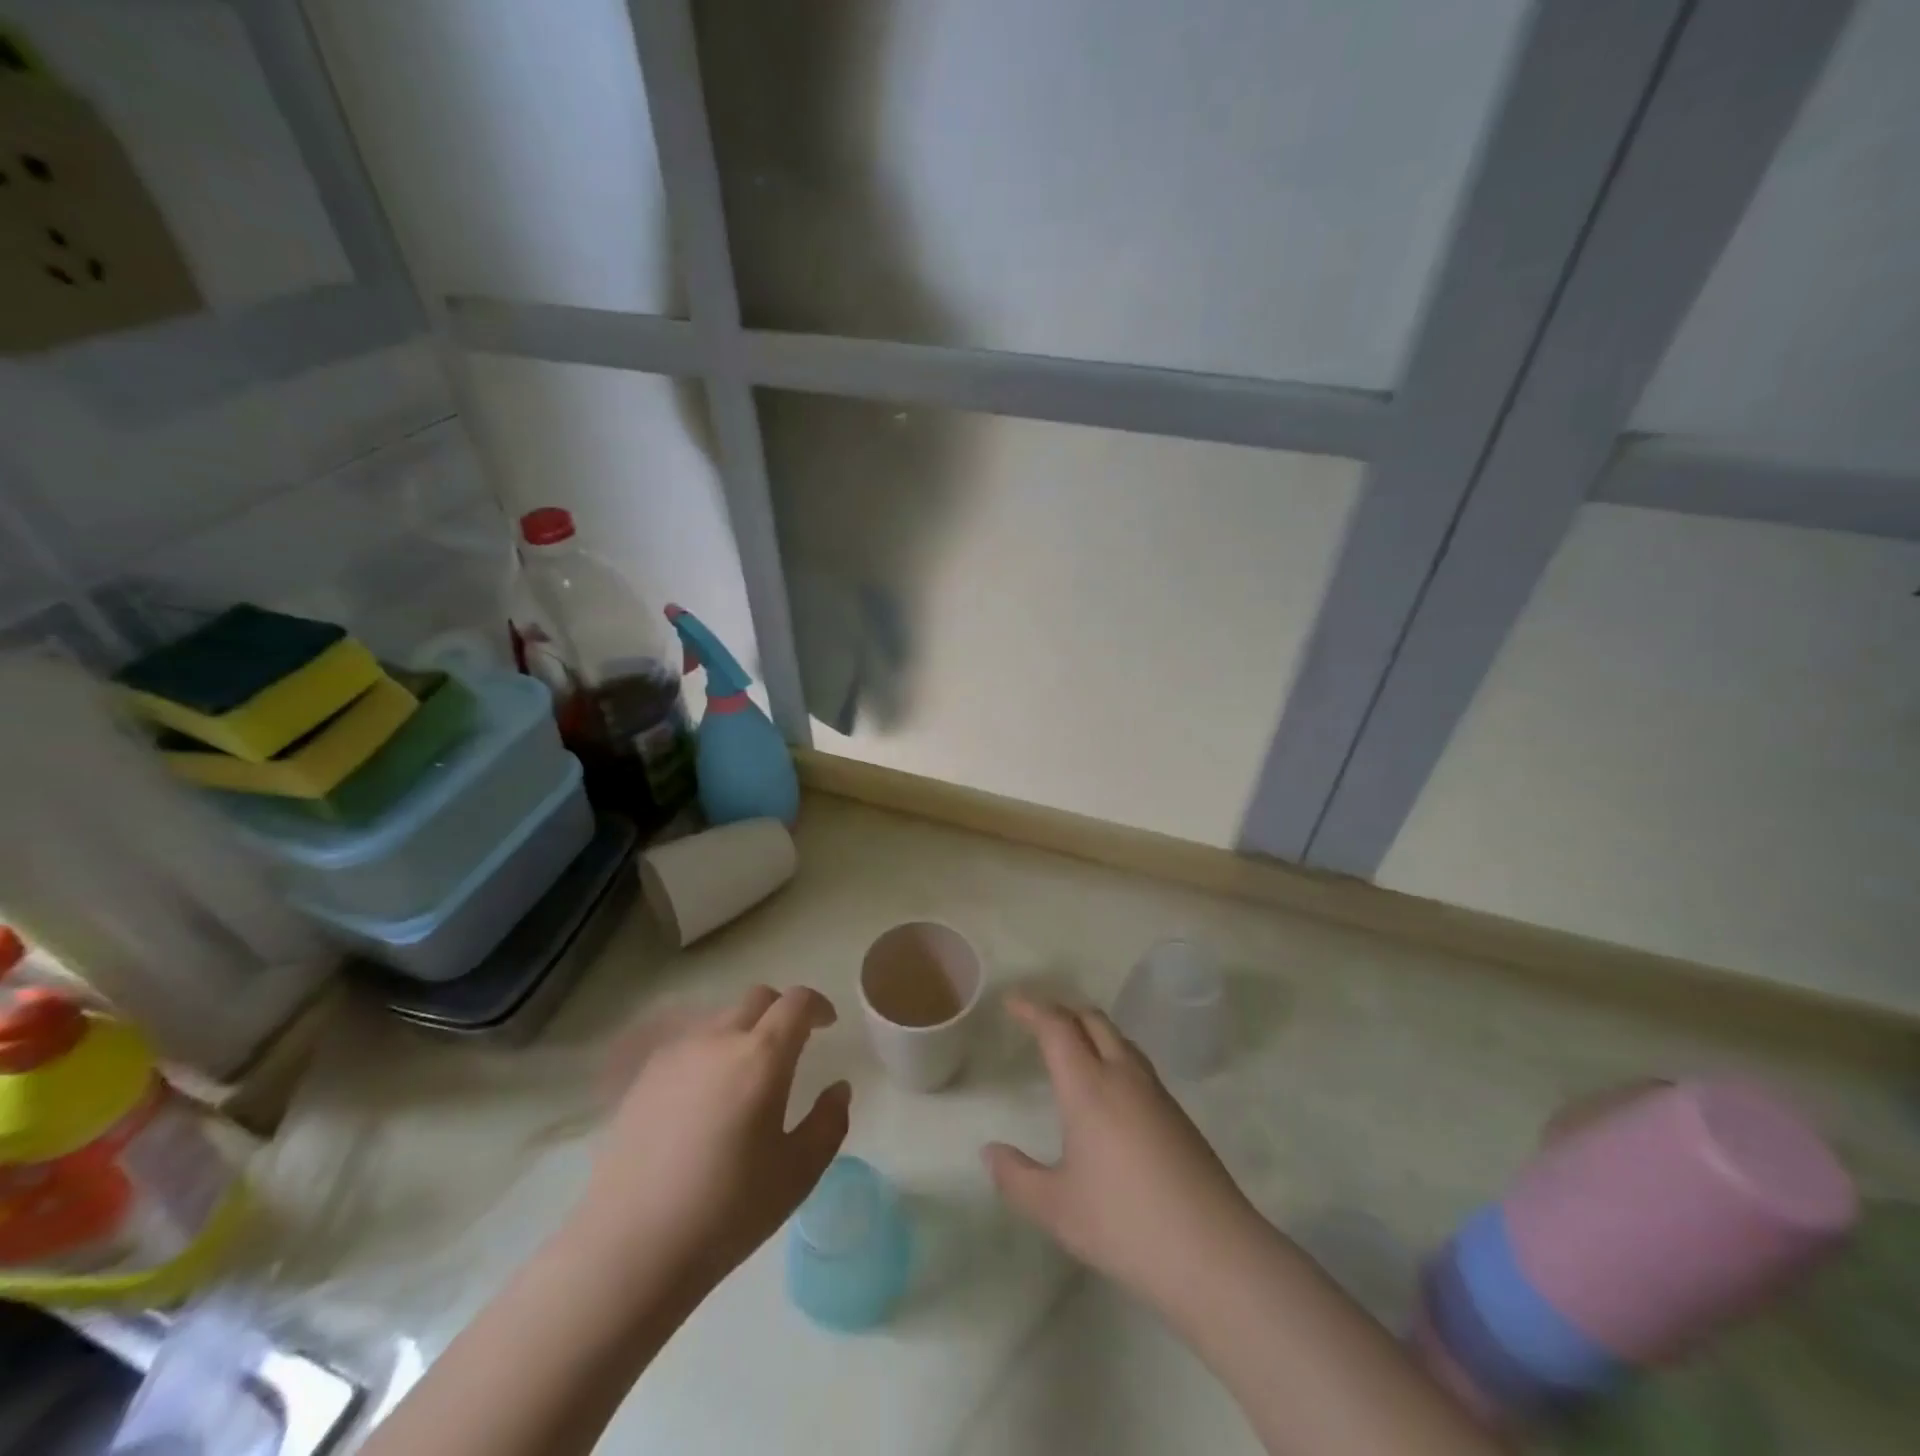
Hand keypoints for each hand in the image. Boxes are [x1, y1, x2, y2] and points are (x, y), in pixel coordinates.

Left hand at [572, 985, 851, 1301]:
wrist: (629, 1248)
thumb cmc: (726, 1212)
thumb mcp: (798, 1174)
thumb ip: (829, 1123)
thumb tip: (838, 1089)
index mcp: (762, 1057)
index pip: (797, 1002)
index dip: (817, 1005)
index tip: (827, 1024)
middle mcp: (718, 1040)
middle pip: (757, 999)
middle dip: (782, 1011)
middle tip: (792, 1045)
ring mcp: (676, 1055)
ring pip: (721, 1019)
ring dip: (745, 1030)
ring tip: (747, 1075)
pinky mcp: (644, 1078)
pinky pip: (689, 1044)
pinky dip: (710, 1052)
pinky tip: (706, 1098)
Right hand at [983, 996, 1267, 1314]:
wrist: (1213, 1252)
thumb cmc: (1124, 1224)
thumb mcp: (1056, 1209)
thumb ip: (1016, 1178)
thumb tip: (990, 1152)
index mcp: (1088, 1087)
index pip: (1057, 1027)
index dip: (1032, 1009)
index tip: (1011, 1003)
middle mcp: (1123, 1076)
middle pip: (1093, 1020)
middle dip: (1063, 1011)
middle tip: (1038, 1020)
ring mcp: (1156, 1093)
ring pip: (1120, 1039)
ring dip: (1091, 1030)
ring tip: (1072, 1046)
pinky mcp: (1178, 1115)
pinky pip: (1137, 1063)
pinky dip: (1113, 1054)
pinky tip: (1109, 1089)